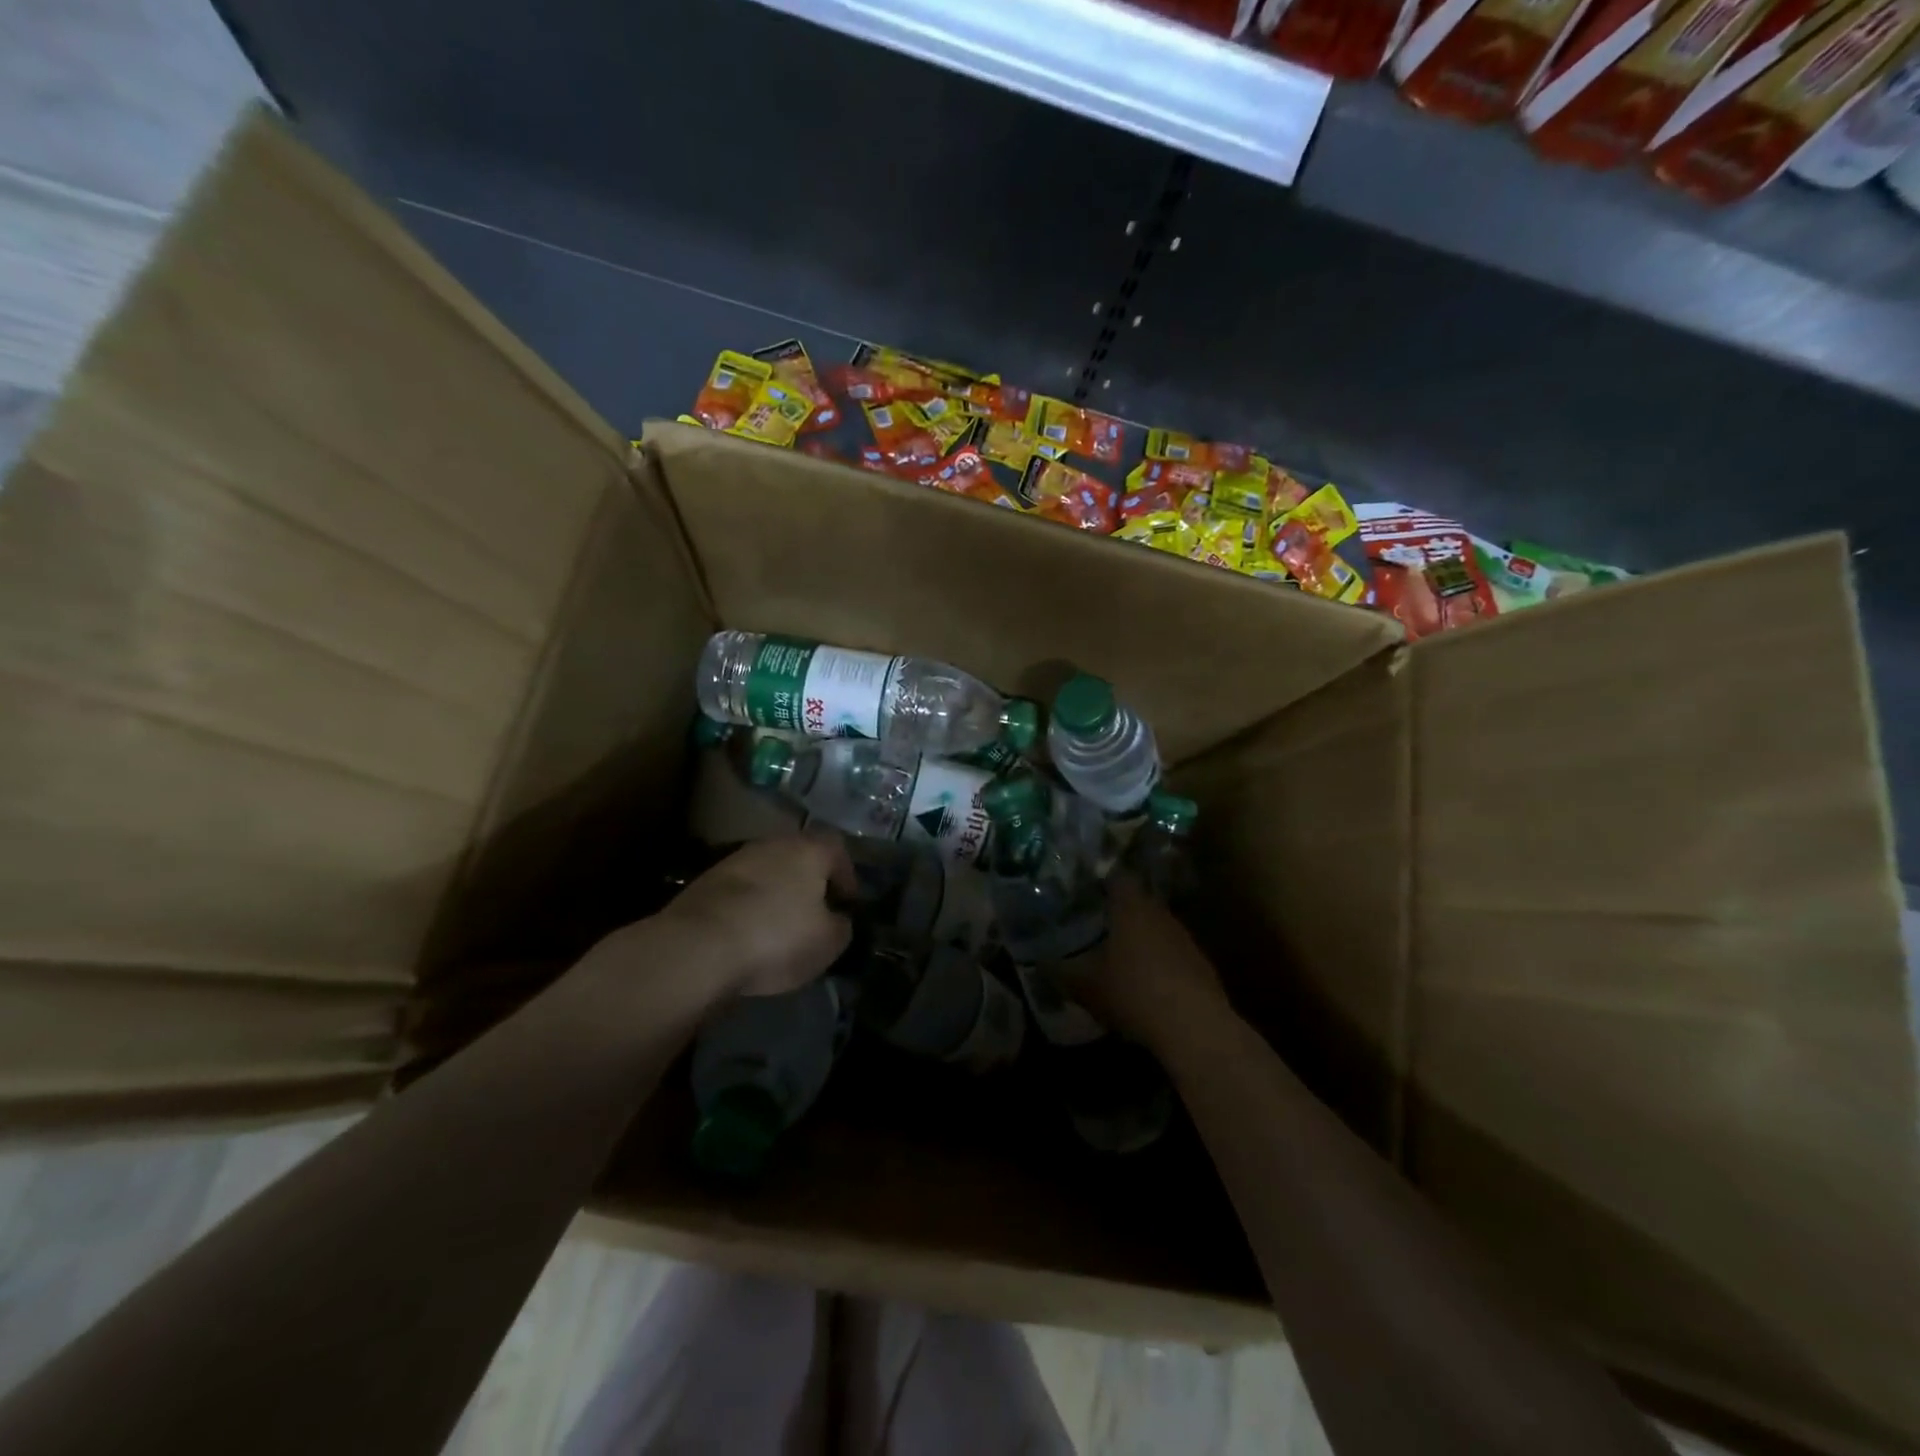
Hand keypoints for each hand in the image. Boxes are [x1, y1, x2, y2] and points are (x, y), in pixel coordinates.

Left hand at [655, 832, 856, 997]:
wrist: (698, 946)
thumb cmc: (777, 937)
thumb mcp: (829, 942)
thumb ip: (842, 926)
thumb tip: (838, 920)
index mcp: (809, 849)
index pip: (838, 849)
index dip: (846, 876)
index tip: (847, 904)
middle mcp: (774, 843)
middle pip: (800, 857)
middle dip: (809, 883)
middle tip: (815, 913)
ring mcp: (736, 859)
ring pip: (768, 872)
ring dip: (776, 893)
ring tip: (780, 927)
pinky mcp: (706, 881)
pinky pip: (740, 890)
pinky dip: (748, 906)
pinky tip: (748, 933)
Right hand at [1055, 874, 1229, 1055]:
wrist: (1194, 1027)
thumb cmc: (1132, 992)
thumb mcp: (1085, 986)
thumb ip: (1060, 972)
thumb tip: (1041, 964)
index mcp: (1130, 907)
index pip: (1116, 877)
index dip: (1100, 882)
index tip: (1084, 893)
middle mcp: (1159, 913)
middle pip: (1137, 902)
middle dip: (1118, 913)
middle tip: (1095, 925)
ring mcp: (1184, 937)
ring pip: (1156, 927)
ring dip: (1140, 938)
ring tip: (1118, 956)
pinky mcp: (1200, 964)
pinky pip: (1172, 953)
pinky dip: (1158, 962)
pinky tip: (1146, 983)